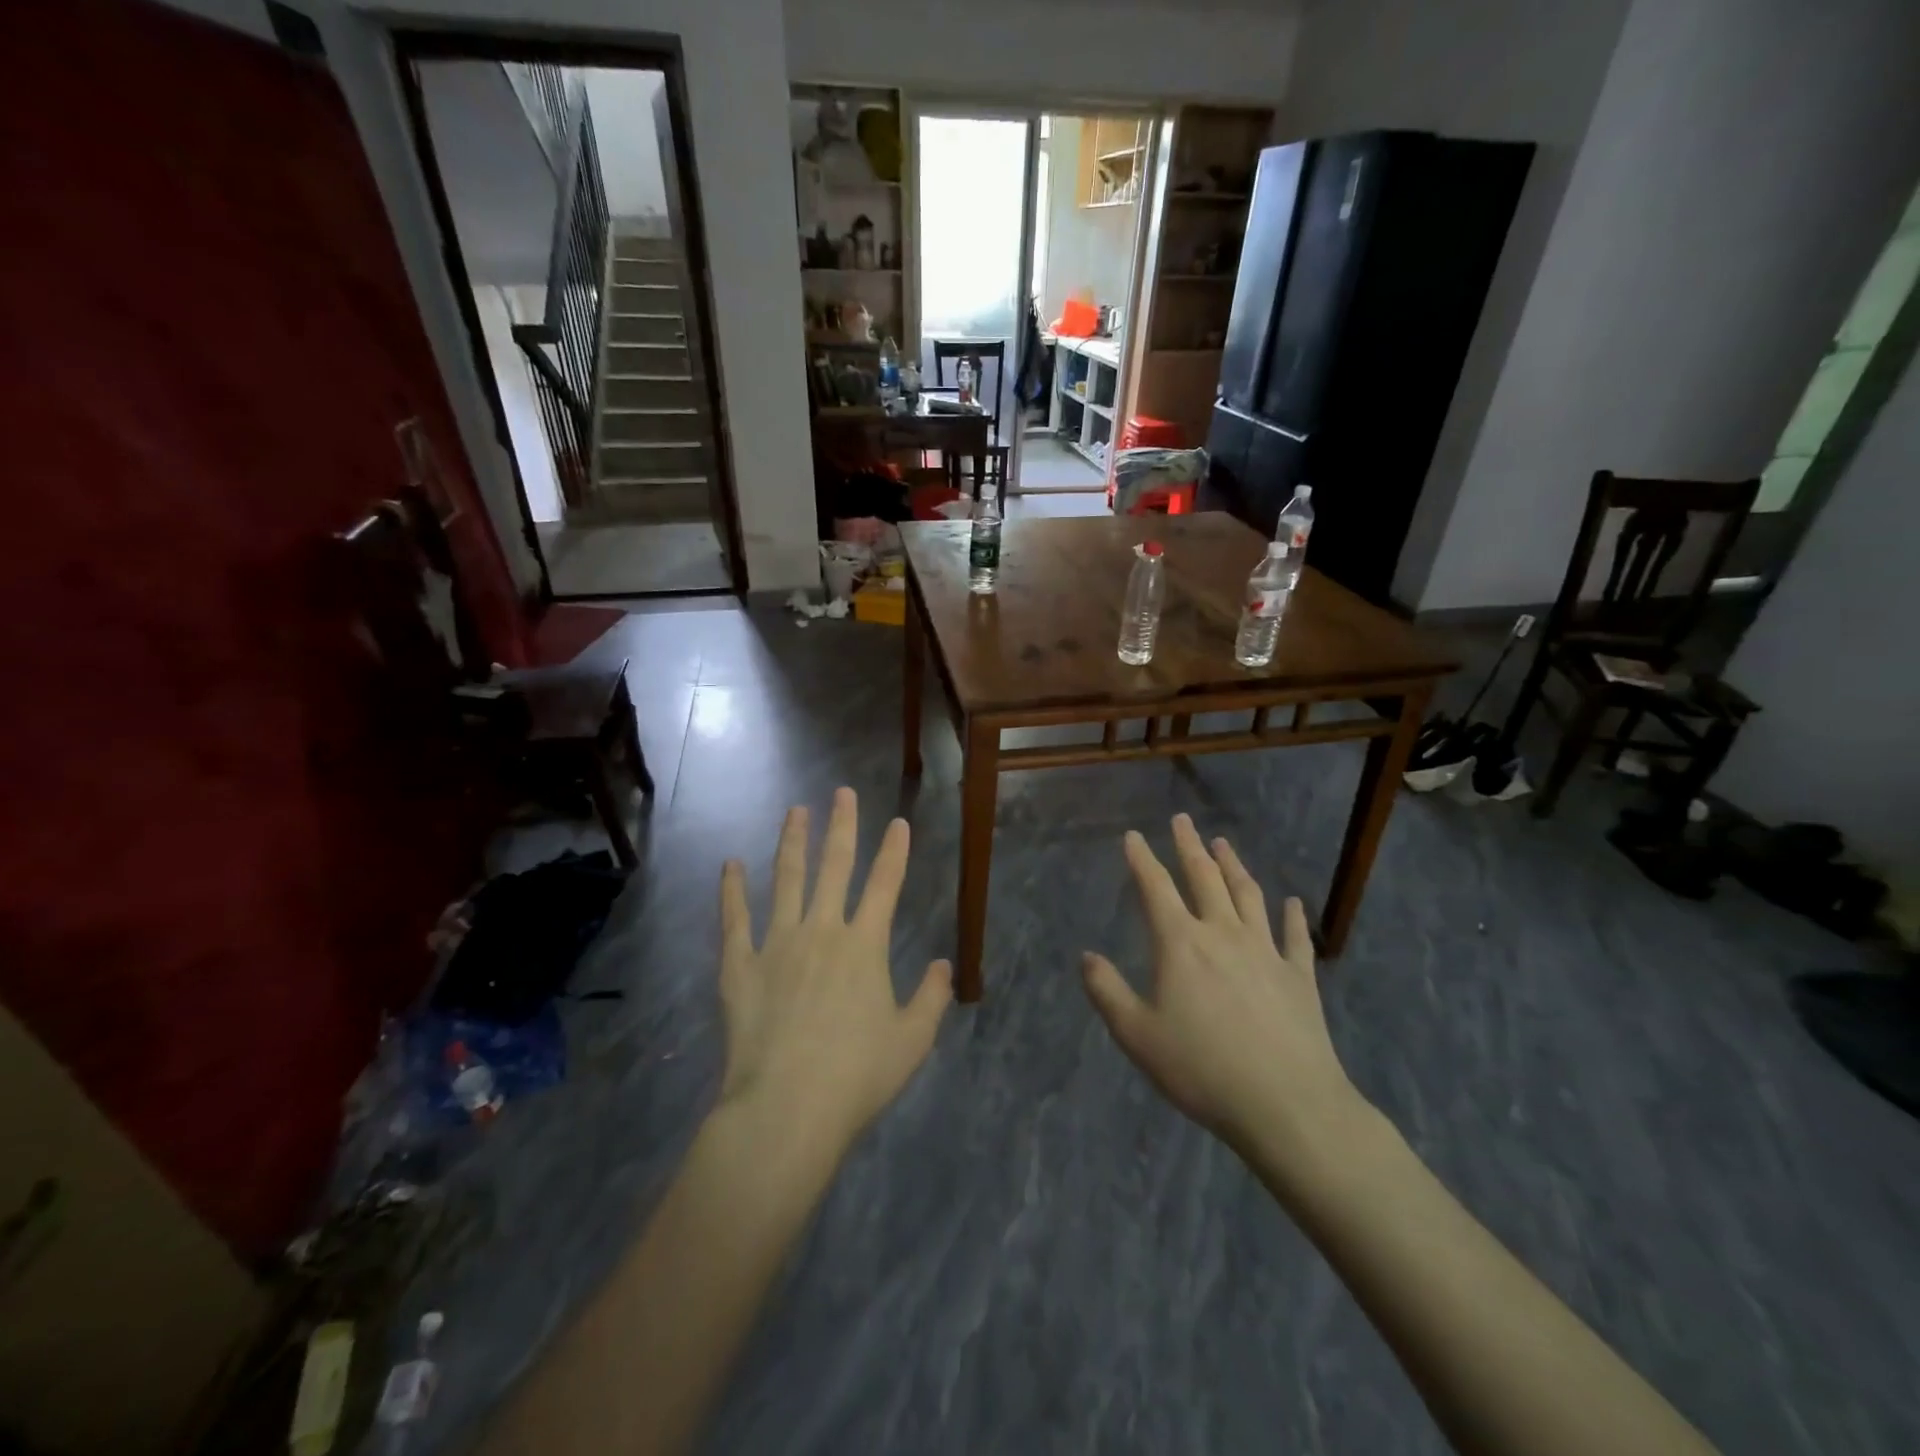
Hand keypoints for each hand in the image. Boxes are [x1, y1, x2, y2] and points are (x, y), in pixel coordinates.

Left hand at [717, 787, 950, 1157]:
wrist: (786, 1108)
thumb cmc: (857, 1076)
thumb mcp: (912, 1040)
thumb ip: (931, 997)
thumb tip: (943, 965)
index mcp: (865, 945)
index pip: (885, 884)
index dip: (894, 850)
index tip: (898, 822)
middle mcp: (822, 930)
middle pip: (834, 866)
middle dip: (841, 826)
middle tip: (841, 793)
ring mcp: (777, 943)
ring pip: (786, 879)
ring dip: (792, 842)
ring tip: (795, 811)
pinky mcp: (740, 965)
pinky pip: (735, 918)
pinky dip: (732, 889)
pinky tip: (730, 864)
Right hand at [1082, 814, 1363, 1165]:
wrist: (1287, 1104)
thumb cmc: (1202, 1069)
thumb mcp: (1137, 1036)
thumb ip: (1108, 992)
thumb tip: (1086, 957)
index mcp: (1181, 944)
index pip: (1155, 888)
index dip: (1142, 859)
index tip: (1133, 836)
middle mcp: (1223, 934)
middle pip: (1204, 878)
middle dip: (1189, 846)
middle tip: (1182, 820)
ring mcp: (1265, 951)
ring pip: (1248, 895)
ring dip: (1234, 866)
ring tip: (1224, 844)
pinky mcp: (1299, 976)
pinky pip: (1294, 936)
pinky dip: (1292, 916)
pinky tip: (1292, 902)